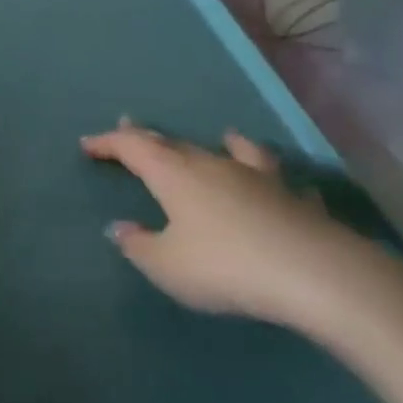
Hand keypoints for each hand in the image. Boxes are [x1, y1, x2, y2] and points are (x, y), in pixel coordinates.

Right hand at [80, 122, 391, 330]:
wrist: (315, 275)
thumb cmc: (225, 266)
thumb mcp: (167, 265)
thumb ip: (139, 245)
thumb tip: (119, 227)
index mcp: (174, 175)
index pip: (133, 147)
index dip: (108, 143)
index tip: (87, 144)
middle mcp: (213, 165)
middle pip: (174, 144)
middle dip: (148, 138)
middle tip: (129, 128)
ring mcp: (258, 178)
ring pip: (231, 151)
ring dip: (217, 144)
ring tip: (221, 136)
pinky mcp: (294, 199)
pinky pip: (276, 178)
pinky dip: (267, 174)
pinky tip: (275, 181)